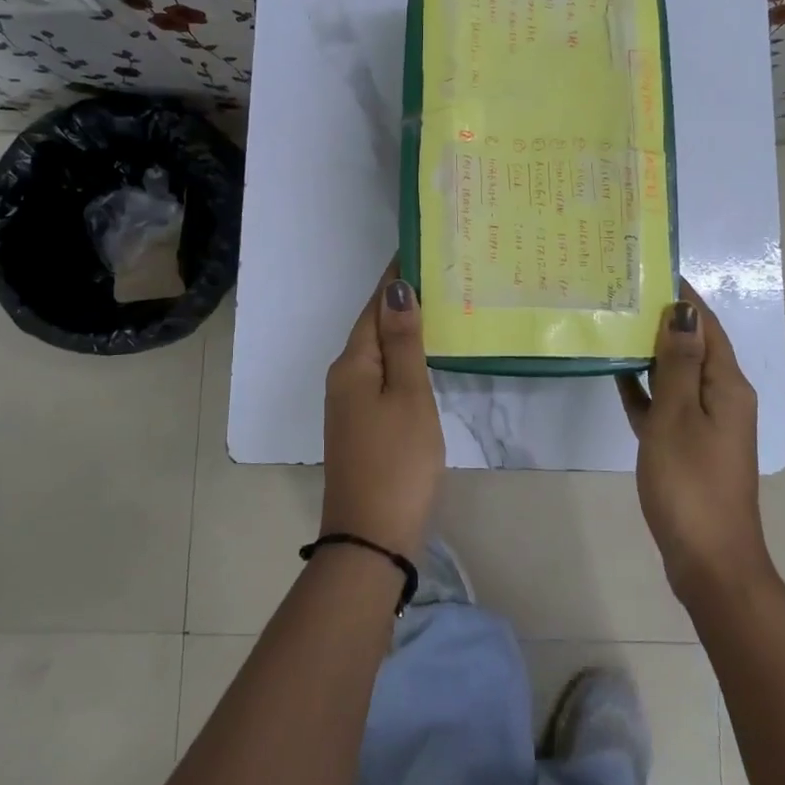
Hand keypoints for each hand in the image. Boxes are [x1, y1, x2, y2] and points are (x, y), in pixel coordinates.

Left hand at [320, 267, 445, 561]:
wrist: (371, 537)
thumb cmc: (397, 461)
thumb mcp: (407, 396)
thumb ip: (403, 342)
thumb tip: (397, 289)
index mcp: (353, 364)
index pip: (375, 306)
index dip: (396, 278)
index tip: (420, 247)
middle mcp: (344, 377)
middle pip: (373, 326)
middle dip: (401, 300)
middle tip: (441, 273)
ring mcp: (349, 404)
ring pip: (377, 352)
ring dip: (403, 328)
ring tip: (439, 307)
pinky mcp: (360, 425)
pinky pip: (381, 376)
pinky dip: (402, 358)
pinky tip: (424, 358)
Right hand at [618, 284, 771, 602]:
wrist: (708, 561)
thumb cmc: (691, 483)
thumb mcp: (679, 416)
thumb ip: (680, 363)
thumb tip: (683, 311)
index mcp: (728, 386)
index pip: (707, 326)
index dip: (683, 297)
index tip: (651, 268)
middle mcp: (722, 399)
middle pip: (693, 348)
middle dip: (663, 321)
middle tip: (621, 295)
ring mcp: (705, 426)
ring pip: (677, 376)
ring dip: (651, 354)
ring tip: (614, 326)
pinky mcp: (687, 448)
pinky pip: (667, 406)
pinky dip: (646, 391)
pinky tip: (617, 378)